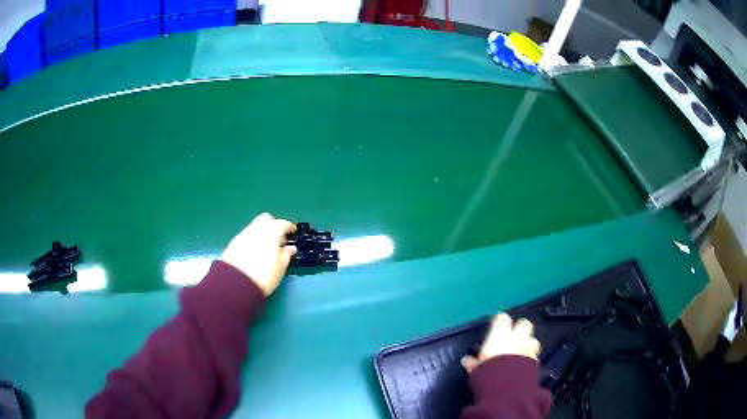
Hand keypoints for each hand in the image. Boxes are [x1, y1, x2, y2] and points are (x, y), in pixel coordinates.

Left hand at [220, 213, 296, 296]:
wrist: (236, 285)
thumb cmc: (263, 277)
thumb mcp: (280, 268)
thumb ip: (286, 255)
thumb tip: (290, 248)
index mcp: (270, 234)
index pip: (281, 223)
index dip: (288, 226)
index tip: (292, 231)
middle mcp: (256, 231)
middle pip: (265, 218)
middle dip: (273, 224)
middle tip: (279, 236)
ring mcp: (242, 236)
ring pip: (254, 226)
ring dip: (262, 231)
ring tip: (267, 245)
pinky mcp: (233, 244)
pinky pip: (246, 235)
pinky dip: (252, 238)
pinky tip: (255, 250)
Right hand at [461, 313, 540, 373]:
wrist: (508, 389)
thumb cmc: (488, 375)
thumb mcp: (475, 370)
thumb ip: (472, 363)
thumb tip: (466, 360)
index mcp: (500, 336)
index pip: (502, 318)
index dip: (499, 322)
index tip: (495, 326)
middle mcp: (517, 338)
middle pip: (524, 324)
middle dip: (519, 328)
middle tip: (512, 337)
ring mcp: (528, 349)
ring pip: (533, 339)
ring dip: (527, 343)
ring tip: (520, 352)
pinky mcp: (536, 361)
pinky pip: (535, 354)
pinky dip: (530, 357)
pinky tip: (523, 364)